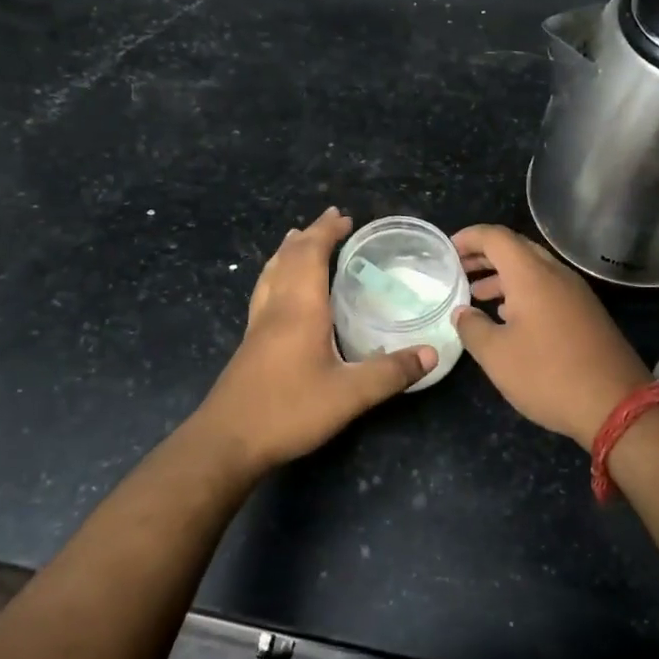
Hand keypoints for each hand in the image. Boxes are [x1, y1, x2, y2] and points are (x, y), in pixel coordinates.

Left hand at [196, 208, 435, 473]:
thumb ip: (391, 373)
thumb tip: (431, 353)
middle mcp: (277, 307)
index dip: (327, 232)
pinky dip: (277, 274)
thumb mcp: (349, 395)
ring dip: (288, 250)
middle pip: (289, 257)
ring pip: (271, 272)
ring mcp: (258, 325)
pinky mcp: (250, 343)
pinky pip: (265, 291)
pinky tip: (280, 290)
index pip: (311, 254)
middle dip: (311, 234)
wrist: (227, 440)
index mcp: (300, 307)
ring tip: (298, 238)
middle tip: (331, 220)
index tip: (345, 217)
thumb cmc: (288, 410)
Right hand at [451, 224, 651, 448]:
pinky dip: (522, 292)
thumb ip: (472, 328)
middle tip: (458, 270)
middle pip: (516, 248)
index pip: (496, 237)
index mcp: (531, 274)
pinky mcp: (586, 312)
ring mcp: (575, 293)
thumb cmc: (548, 375)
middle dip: (484, 256)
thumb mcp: (497, 356)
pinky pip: (548, 288)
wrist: (616, 404)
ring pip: (533, 269)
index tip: (446, 250)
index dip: (469, 238)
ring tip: (477, 296)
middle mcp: (556, 274)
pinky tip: (508, 317)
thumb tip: (462, 312)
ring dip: (503, 276)